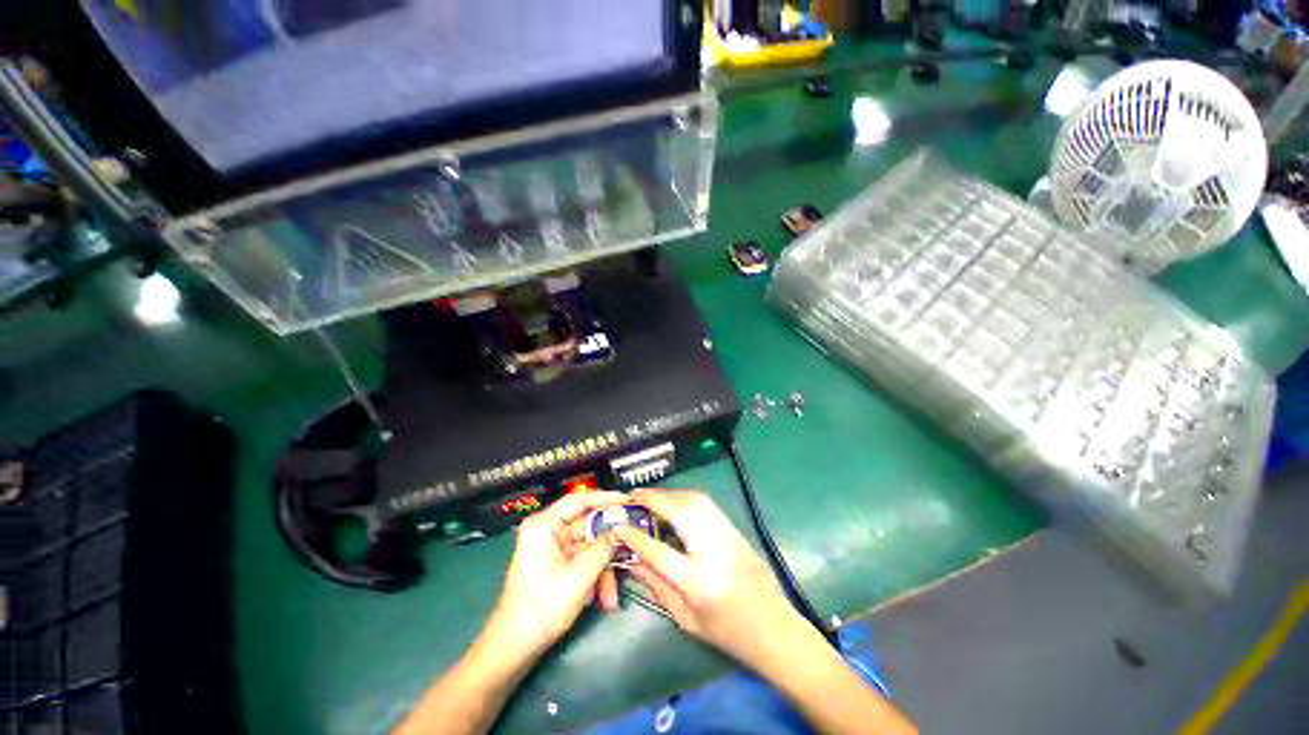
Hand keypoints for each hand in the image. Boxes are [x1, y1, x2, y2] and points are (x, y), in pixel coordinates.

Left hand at [484, 491, 628, 656]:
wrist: (515, 647)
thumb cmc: (542, 607)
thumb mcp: (580, 575)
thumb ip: (604, 547)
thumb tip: (622, 529)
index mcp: (544, 525)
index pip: (579, 500)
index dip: (606, 498)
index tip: (627, 501)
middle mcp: (548, 531)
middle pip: (588, 527)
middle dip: (608, 546)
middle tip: (632, 546)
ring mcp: (552, 548)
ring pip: (589, 547)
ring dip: (603, 568)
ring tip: (612, 594)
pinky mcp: (556, 563)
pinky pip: (582, 560)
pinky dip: (594, 575)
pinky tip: (604, 597)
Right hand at [616, 489, 802, 665]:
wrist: (774, 626)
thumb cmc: (727, 632)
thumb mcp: (686, 618)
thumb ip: (657, 586)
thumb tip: (632, 561)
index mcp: (698, 581)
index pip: (658, 551)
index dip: (635, 536)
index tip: (618, 525)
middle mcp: (713, 550)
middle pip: (679, 512)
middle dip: (653, 499)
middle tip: (632, 496)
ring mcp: (726, 534)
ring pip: (694, 500)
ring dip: (669, 494)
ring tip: (650, 498)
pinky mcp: (734, 528)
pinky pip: (705, 503)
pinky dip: (685, 497)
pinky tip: (674, 502)